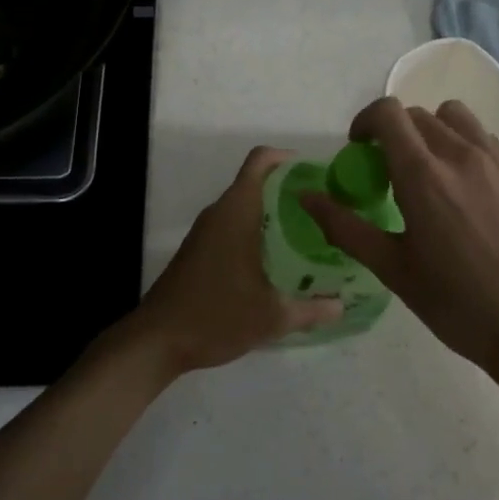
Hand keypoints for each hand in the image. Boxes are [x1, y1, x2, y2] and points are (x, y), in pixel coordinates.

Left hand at [127, 146, 341, 375]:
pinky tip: (277, 259)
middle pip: (256, 181)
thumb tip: (342, 305)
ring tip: (309, 233)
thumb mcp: (271, 317)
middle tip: (324, 208)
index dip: (288, 158)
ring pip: (244, 206)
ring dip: (273, 212)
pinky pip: (233, 225)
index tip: (316, 174)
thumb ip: (311, 309)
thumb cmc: (215, 316)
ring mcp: (205, 232)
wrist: (156, 341)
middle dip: (289, 189)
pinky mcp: (198, 250)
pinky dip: (256, 230)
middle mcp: (220, 213)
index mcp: (237, 212)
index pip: (260, 161)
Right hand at [300, 97, 498, 375]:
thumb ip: (345, 226)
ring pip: (455, 117)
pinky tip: (464, 189)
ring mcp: (497, 161)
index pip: (388, 113)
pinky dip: (463, 146)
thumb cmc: (455, 302)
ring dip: (431, 131)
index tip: (359, 149)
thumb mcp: (392, 268)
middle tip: (389, 172)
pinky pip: (484, 138)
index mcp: (423, 176)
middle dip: (394, 132)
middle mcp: (461, 155)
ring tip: (429, 171)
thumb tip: (306, 197)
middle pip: (418, 115)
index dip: (365, 121)